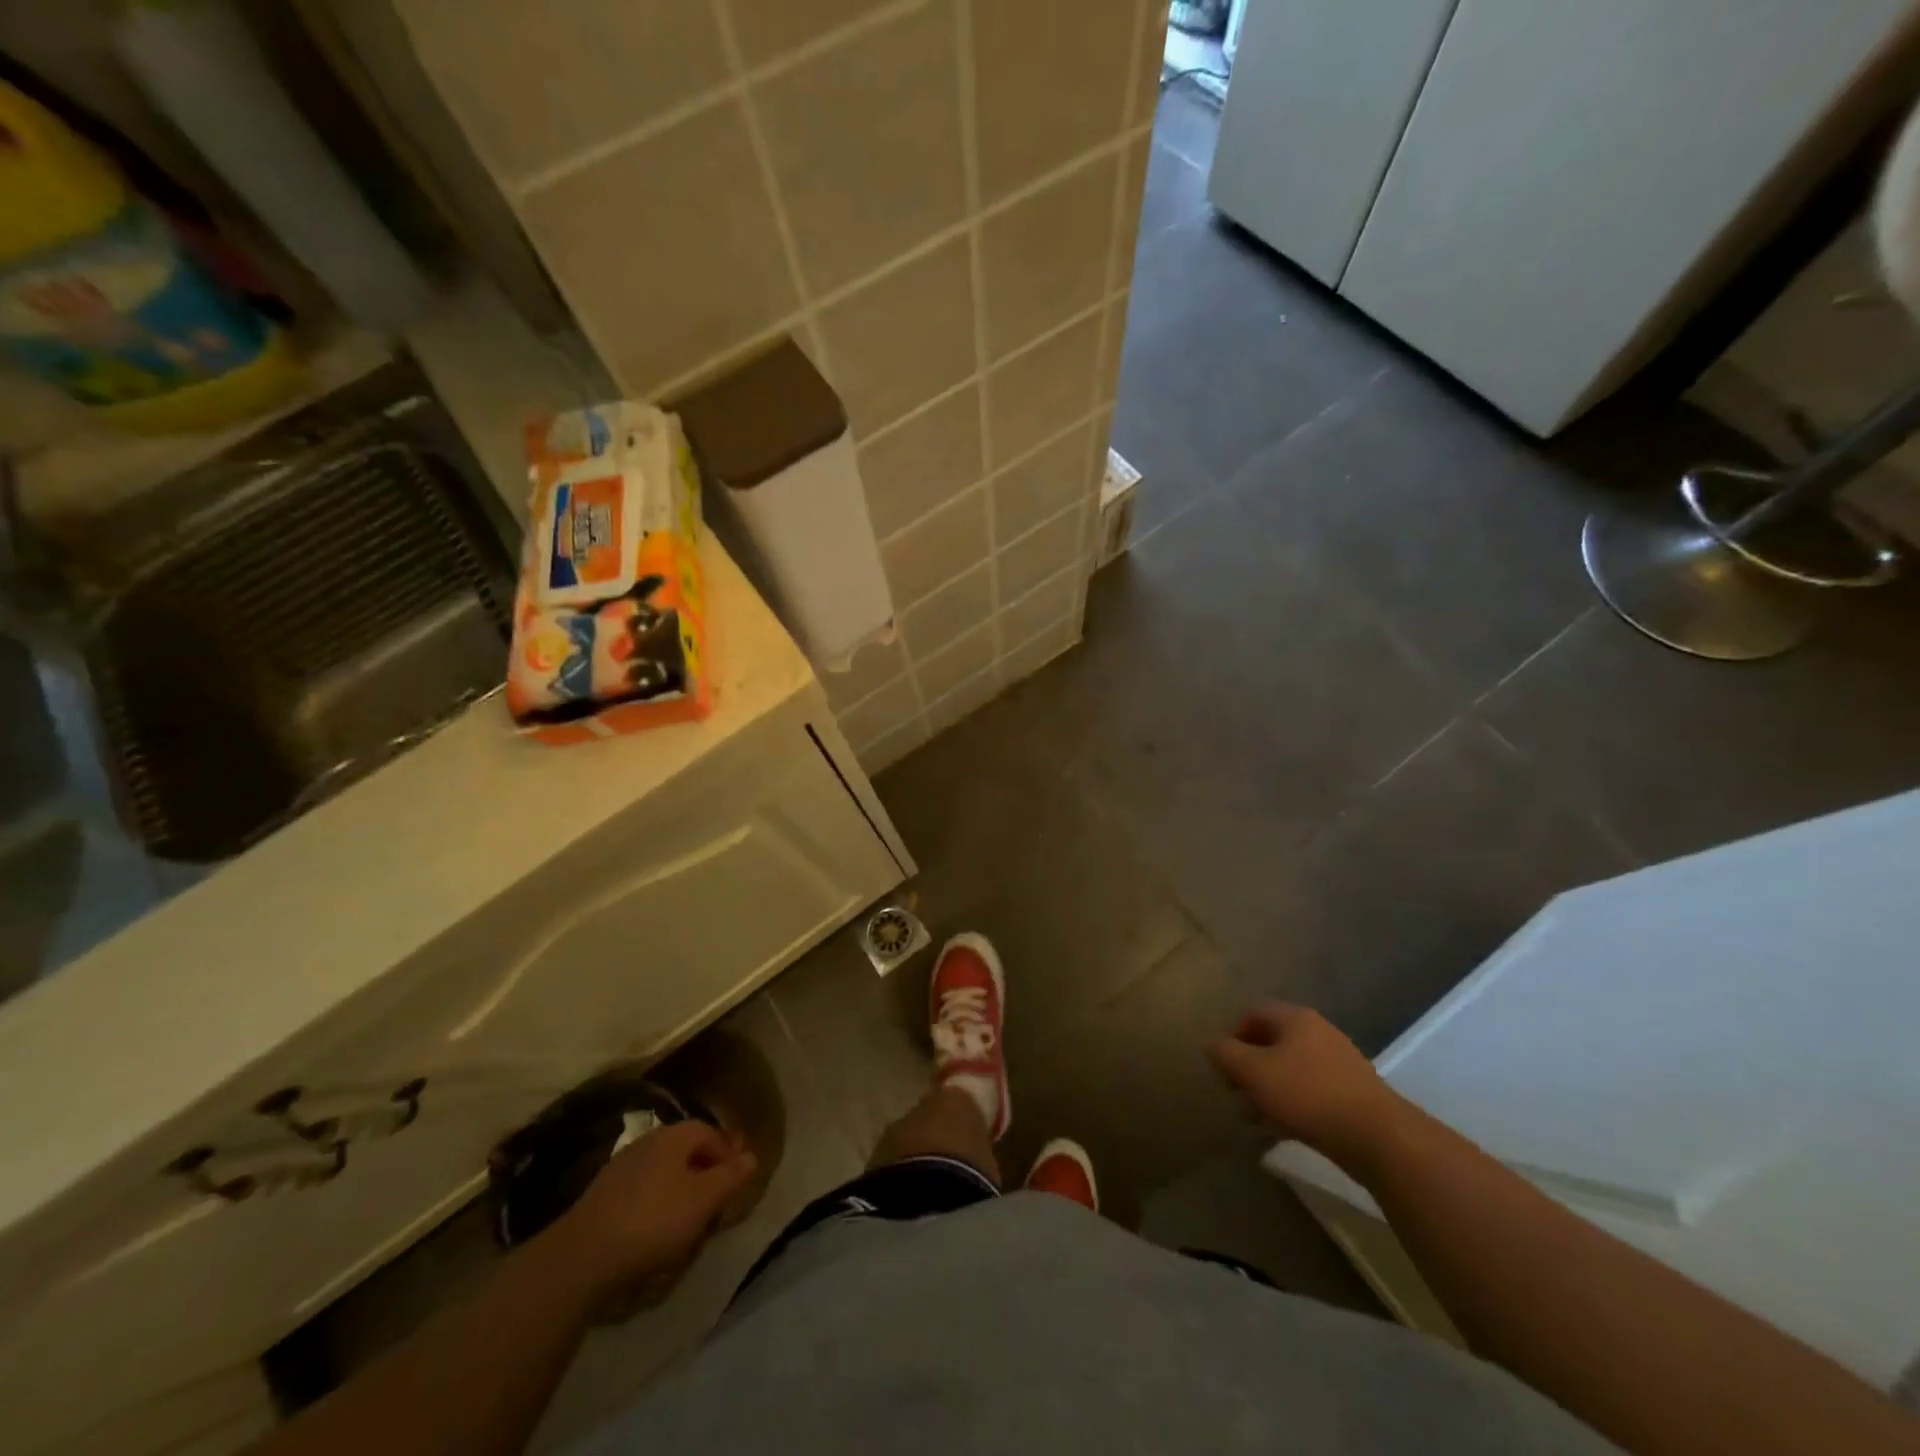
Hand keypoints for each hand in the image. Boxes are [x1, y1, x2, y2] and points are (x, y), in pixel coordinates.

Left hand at [548, 1120, 757, 1302]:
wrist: (581, 1258)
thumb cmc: (653, 1221)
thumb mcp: (704, 1200)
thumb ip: (731, 1176)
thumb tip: (751, 1156)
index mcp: (673, 1136)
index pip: (711, 1132)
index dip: (729, 1154)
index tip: (739, 1182)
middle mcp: (647, 1143)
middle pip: (687, 1152)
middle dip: (706, 1174)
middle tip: (718, 1204)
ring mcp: (621, 1169)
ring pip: (664, 1173)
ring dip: (681, 1192)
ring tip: (691, 1223)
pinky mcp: (603, 1198)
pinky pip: (643, 1194)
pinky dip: (657, 1207)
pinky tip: (657, 1233)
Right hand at [1208, 1005, 1405, 1166]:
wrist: (1378, 1137)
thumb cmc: (1307, 1094)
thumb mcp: (1254, 1072)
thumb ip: (1226, 1054)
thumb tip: (1212, 1045)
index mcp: (1296, 1018)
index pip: (1253, 1014)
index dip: (1232, 1037)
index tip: (1222, 1066)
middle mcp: (1318, 1032)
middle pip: (1272, 1042)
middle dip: (1249, 1067)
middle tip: (1235, 1093)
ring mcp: (1339, 1063)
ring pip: (1290, 1069)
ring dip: (1268, 1088)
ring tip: (1255, 1116)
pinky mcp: (1352, 1093)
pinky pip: (1310, 1090)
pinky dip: (1291, 1103)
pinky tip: (1283, 1127)